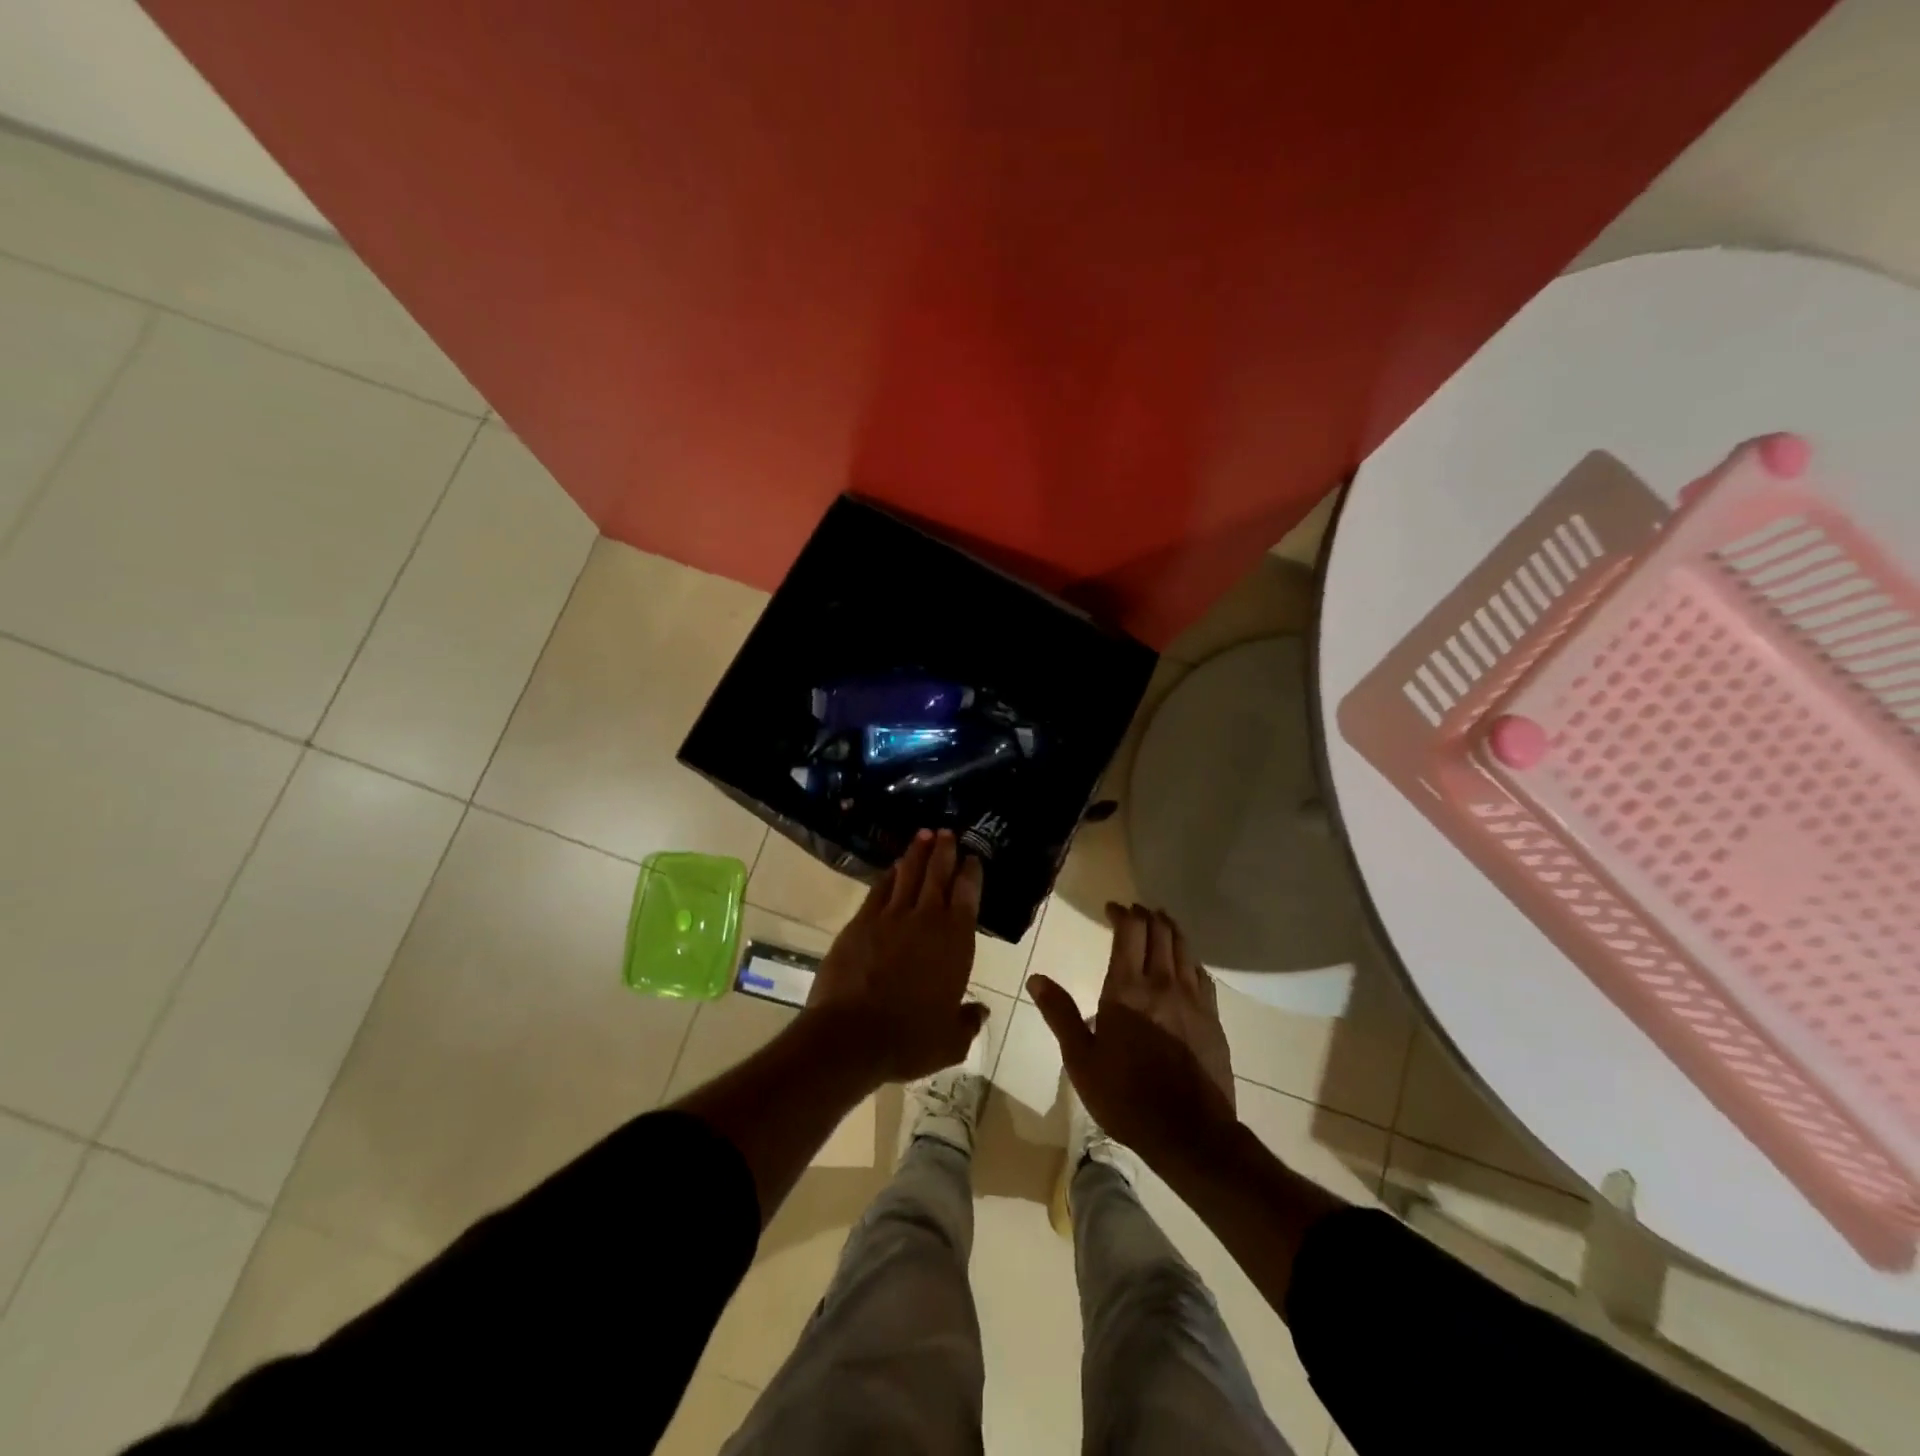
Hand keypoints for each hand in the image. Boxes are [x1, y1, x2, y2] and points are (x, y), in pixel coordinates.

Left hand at [804, 829, 987, 1084]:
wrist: (851, 1036)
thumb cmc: (909, 1039)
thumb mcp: (950, 1041)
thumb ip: (968, 1021)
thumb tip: (980, 1011)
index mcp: (955, 942)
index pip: (967, 896)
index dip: (971, 873)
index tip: (973, 857)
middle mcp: (926, 921)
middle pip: (937, 876)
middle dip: (944, 852)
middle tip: (947, 831)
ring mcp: (890, 918)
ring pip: (907, 876)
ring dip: (917, 854)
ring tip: (923, 835)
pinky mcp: (860, 923)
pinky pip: (879, 890)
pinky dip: (888, 876)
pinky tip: (892, 868)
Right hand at [1029, 903, 1236, 1166]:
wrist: (1190, 1133)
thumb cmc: (1126, 1097)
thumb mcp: (1081, 1060)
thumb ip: (1060, 1014)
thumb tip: (1036, 979)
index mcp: (1127, 989)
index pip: (1130, 931)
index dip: (1121, 913)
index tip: (1111, 908)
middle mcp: (1163, 983)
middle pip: (1160, 932)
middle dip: (1145, 915)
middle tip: (1133, 911)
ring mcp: (1193, 999)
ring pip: (1184, 948)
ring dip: (1169, 929)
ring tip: (1159, 924)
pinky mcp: (1212, 1018)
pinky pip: (1201, 974)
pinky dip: (1189, 959)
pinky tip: (1185, 965)